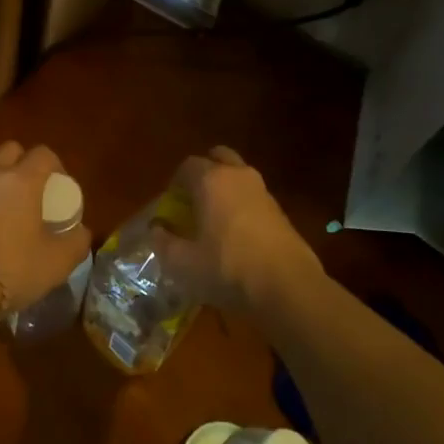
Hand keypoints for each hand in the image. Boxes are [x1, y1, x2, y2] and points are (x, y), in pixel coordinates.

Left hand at [0, 140, 89, 314]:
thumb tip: (80, 231)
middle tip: (34, 193)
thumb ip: (76, 241)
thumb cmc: (12, 267)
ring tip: (9, 220)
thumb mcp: (57, 262)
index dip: (56, 166)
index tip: (61, 189)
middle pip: (10, 152)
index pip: (43, 153)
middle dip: (23, 164)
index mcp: (22, 180)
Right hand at [150, 146, 321, 313]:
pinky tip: (237, 234)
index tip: (171, 205)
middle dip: (204, 172)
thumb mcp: (183, 263)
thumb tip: (156, 229)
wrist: (287, 286)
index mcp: (210, 180)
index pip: (187, 165)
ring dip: (225, 188)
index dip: (175, 183)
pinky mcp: (280, 210)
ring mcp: (263, 191)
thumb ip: (163, 242)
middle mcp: (237, 176)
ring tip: (215, 218)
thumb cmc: (227, 268)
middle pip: (218, 157)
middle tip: (194, 200)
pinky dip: (242, 204)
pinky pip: (253, 196)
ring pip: (239, 176)